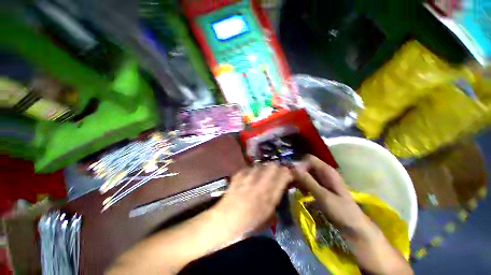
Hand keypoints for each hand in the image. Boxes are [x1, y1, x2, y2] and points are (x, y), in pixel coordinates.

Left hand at [212, 163, 292, 237]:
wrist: (226, 219)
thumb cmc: (249, 222)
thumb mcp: (269, 214)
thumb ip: (276, 197)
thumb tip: (279, 187)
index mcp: (270, 192)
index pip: (284, 174)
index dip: (288, 174)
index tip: (287, 177)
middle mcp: (260, 180)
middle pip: (273, 165)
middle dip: (276, 168)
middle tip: (275, 174)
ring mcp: (248, 176)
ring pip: (261, 164)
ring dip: (264, 169)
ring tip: (261, 176)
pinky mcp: (239, 174)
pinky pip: (249, 168)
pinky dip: (252, 171)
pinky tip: (249, 178)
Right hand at [292, 155, 370, 239]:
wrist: (355, 227)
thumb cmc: (341, 211)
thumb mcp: (323, 196)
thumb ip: (308, 181)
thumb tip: (293, 168)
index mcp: (327, 171)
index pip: (309, 159)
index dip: (300, 164)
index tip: (292, 175)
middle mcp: (325, 172)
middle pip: (307, 165)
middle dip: (298, 172)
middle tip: (291, 182)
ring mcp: (324, 180)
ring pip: (307, 173)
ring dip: (300, 179)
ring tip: (295, 188)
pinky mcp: (322, 188)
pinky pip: (309, 181)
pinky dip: (304, 184)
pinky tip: (302, 192)